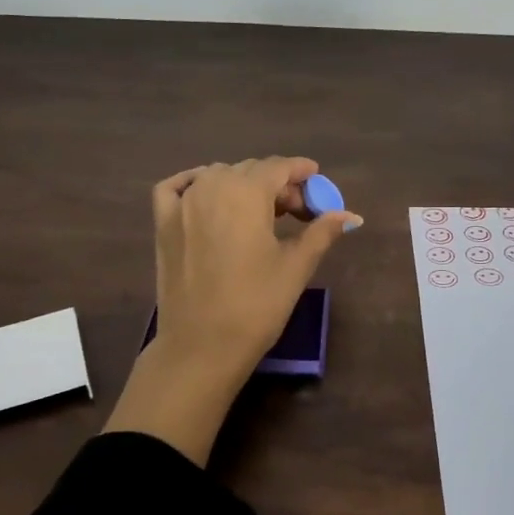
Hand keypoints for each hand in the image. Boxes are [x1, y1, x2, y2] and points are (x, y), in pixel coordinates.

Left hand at [150, 156, 362, 380]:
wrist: (201, 346)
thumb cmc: (256, 305)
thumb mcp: (296, 266)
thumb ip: (322, 231)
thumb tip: (351, 216)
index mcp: (246, 192)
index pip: (279, 167)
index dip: (301, 172)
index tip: (317, 181)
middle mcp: (212, 186)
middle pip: (251, 171)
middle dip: (278, 184)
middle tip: (298, 212)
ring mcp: (182, 204)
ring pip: (218, 176)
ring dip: (243, 185)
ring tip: (261, 213)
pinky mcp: (162, 223)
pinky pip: (177, 187)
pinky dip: (194, 182)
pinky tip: (207, 195)